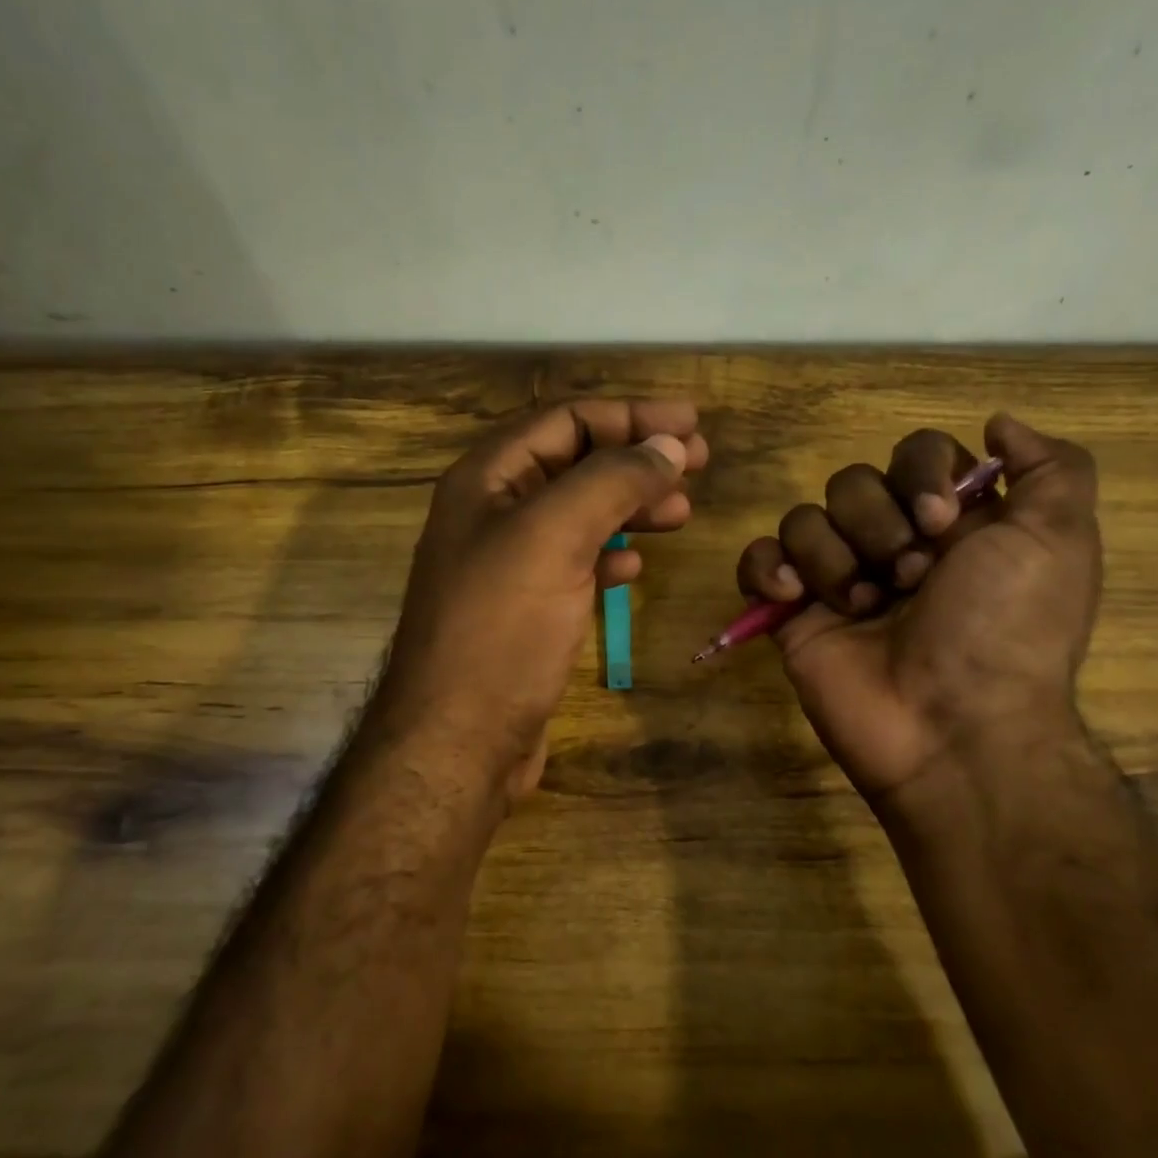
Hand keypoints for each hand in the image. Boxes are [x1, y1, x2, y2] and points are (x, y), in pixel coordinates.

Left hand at [371, 400, 707, 798]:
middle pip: (576, 463)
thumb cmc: (501, 629)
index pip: (567, 421)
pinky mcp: (525, 610)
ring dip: (630, 505)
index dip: (631, 416)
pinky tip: (635, 567)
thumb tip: (669, 445)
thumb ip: (611, 480)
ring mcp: (508, 564)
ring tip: (682, 513)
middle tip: (699, 464)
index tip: (692, 425)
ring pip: (580, 514)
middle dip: (637, 458)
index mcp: (487, 479)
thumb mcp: (554, 537)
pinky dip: (609, 554)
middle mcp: (493, 513)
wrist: (458, 741)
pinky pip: (574, 562)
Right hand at [736, 414, 1100, 814]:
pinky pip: (758, 559)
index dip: (918, 473)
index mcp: (952, 524)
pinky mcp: (793, 612)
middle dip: (878, 525)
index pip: (914, 454)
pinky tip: (794, 596)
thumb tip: (997, 423)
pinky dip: (768, 568)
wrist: (952, 728)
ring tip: (863, 607)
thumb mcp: (1060, 541)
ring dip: (835, 557)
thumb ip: (1052, 468)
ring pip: (806, 518)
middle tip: (909, 577)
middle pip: (853, 482)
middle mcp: (893, 544)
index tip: (939, 521)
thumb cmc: (1007, 630)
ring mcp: (839, 579)